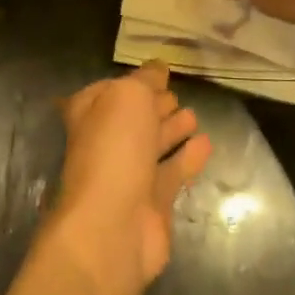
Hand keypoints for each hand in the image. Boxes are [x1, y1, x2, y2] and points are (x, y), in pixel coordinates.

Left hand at [54, 64, 211, 285]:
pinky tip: (206, 143)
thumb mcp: (128, 97)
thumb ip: (145, 80)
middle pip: (132, 119)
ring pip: (152, 146)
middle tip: (177, 94)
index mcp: (88, 115)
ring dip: (171, 130)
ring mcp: (127, 176)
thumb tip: (157, 67)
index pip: (109, 91)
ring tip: (194, 115)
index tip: (159, 73)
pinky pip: (172, 173)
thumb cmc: (113, 150)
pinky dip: (188, 157)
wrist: (112, 227)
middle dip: (152, 106)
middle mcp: (104, 144)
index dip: (133, 82)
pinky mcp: (152, 204)